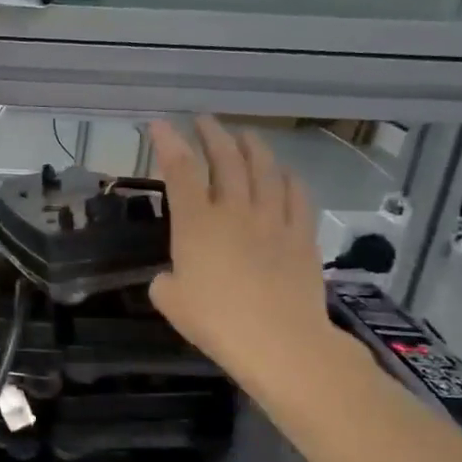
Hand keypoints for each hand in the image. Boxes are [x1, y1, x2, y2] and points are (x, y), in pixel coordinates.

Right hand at [147, 118, 346, 396]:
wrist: (280, 342)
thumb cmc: (215, 322)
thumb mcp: (171, 302)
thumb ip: (166, 281)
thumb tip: (173, 276)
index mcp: (196, 223)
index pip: (180, 170)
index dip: (168, 143)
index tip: (159, 123)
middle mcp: (234, 211)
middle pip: (225, 160)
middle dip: (212, 134)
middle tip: (204, 119)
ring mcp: (273, 220)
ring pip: (264, 170)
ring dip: (252, 147)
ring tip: (245, 135)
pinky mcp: (302, 236)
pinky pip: (297, 196)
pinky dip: (289, 178)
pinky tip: (285, 172)